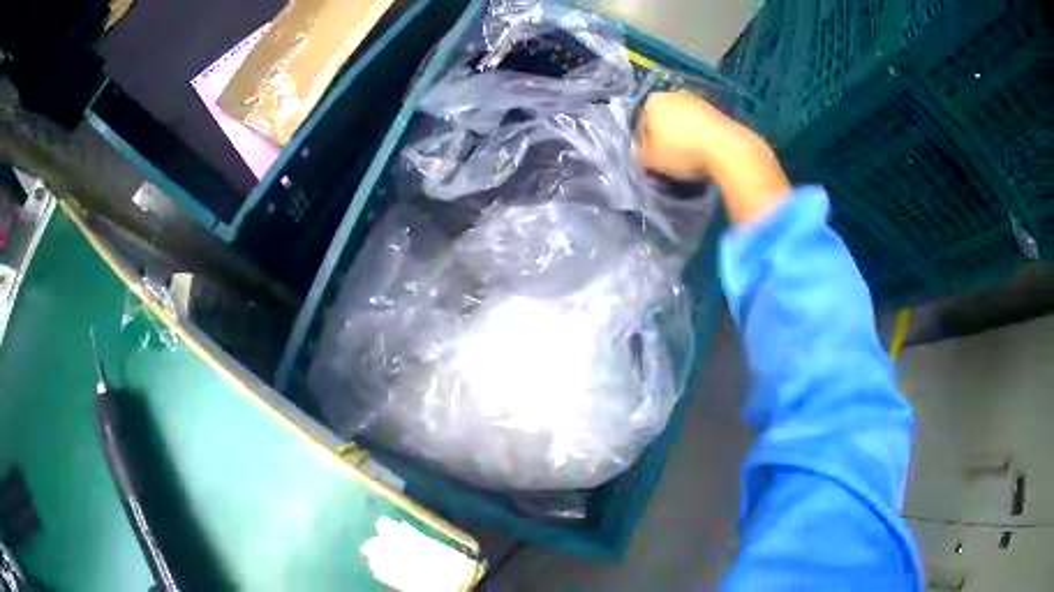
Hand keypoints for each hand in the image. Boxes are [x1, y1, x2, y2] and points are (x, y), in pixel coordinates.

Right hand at [636, 91, 791, 223]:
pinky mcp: (717, 111)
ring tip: (688, 159)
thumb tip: (642, 154)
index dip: (644, 146)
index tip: (652, 163)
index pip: (640, 125)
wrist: (727, 149)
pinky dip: (699, 138)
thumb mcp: (650, 160)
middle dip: (664, 138)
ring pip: (682, 123)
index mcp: (652, 101)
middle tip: (669, 161)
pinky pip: (700, 127)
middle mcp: (673, 94)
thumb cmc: (682, 151)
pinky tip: (703, 154)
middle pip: (662, 120)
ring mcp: (697, 100)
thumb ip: (639, 156)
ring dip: (682, 138)